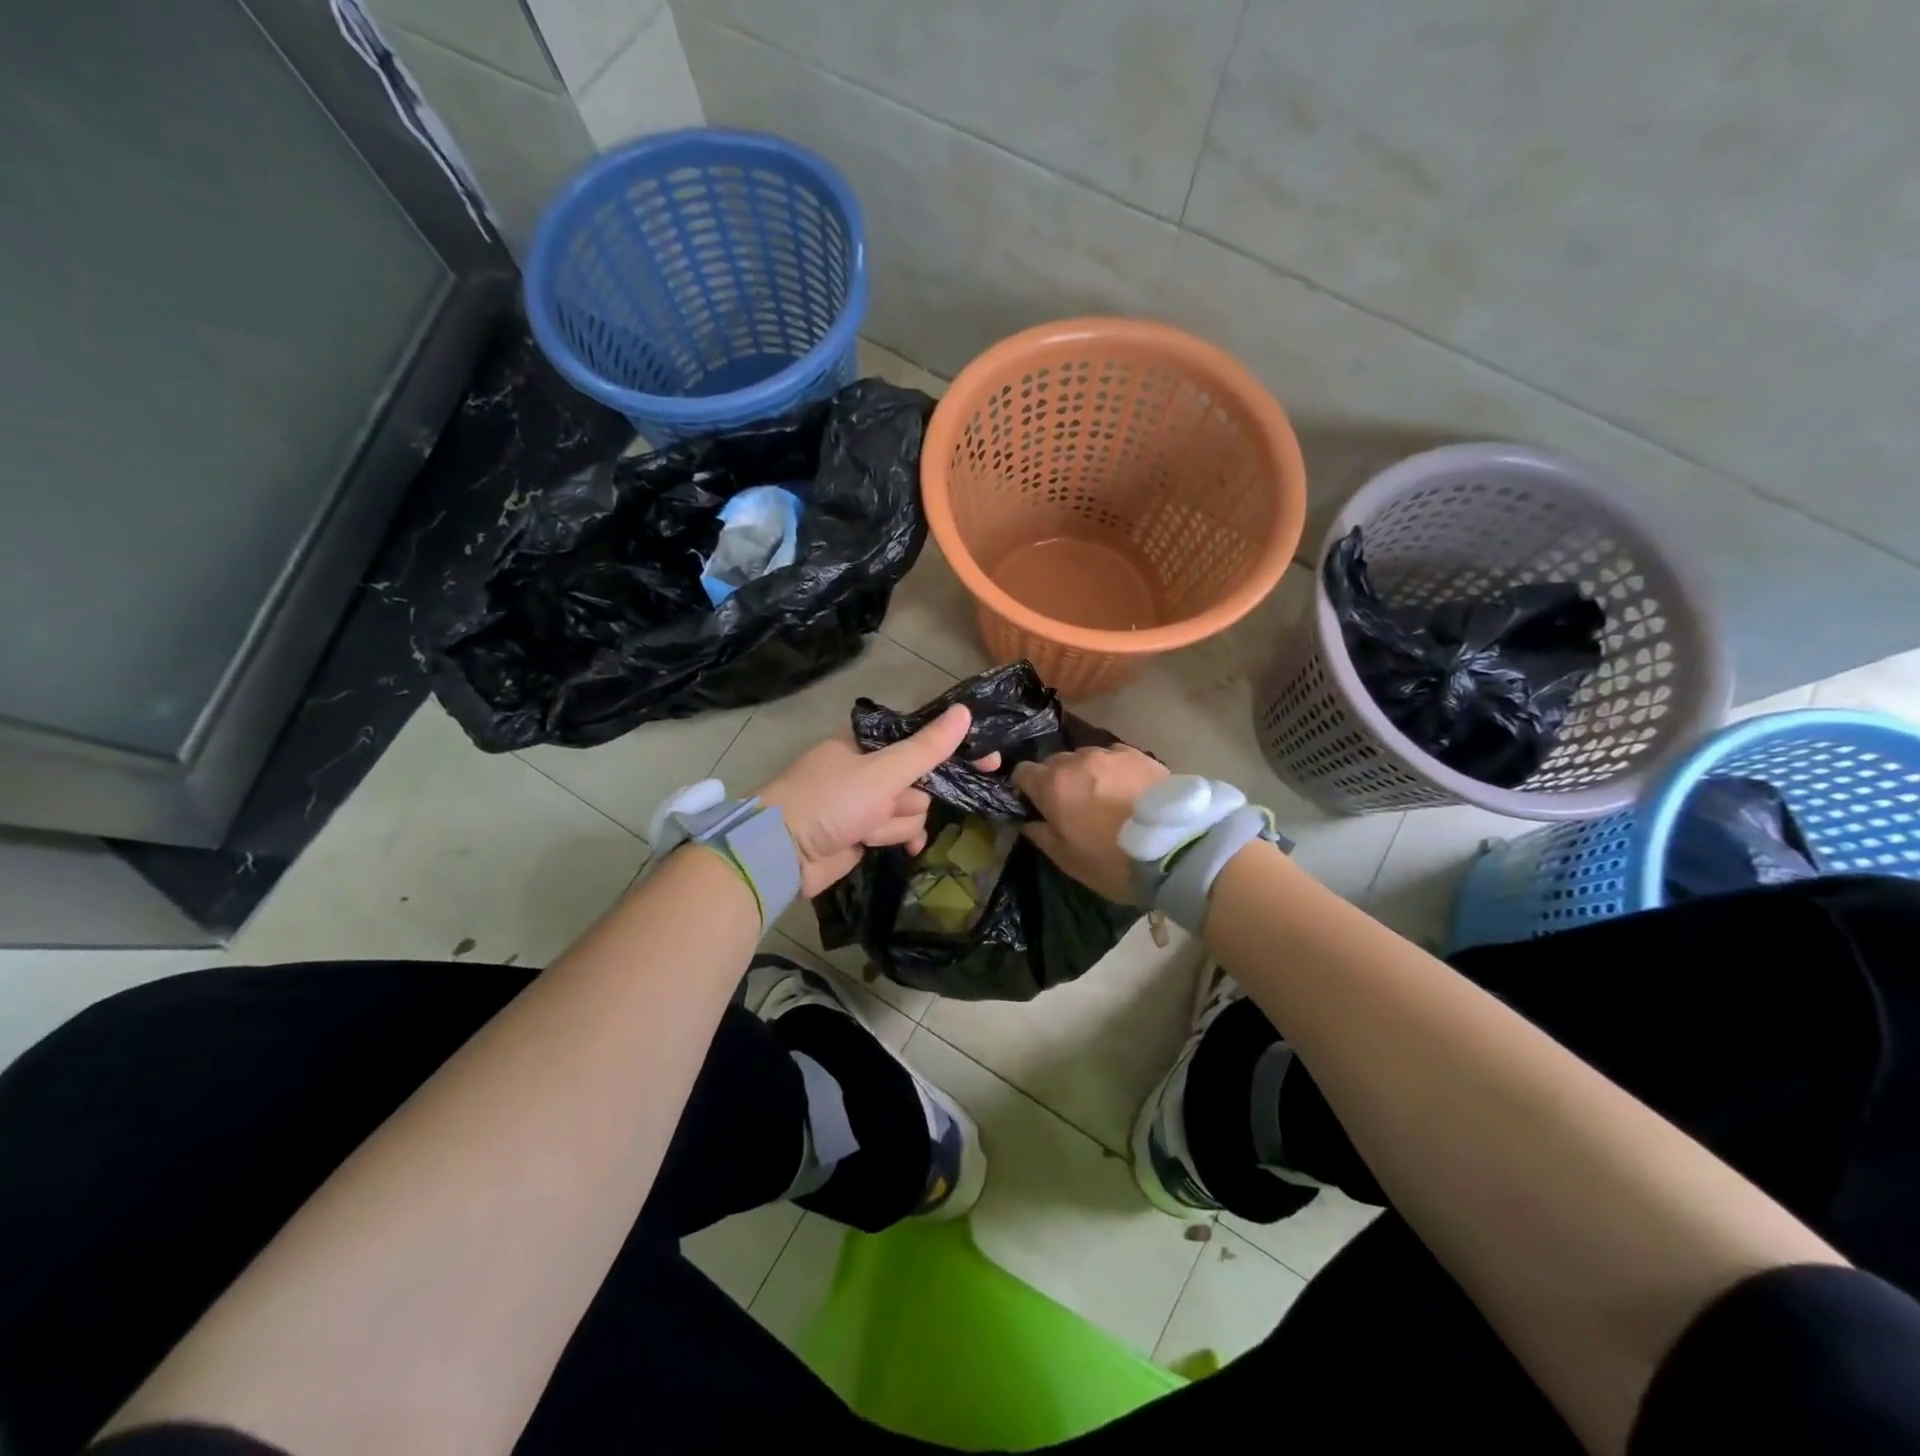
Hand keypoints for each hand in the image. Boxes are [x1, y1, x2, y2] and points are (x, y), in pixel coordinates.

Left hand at [757, 704, 996, 897]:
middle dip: (911, 797)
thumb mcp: (882, 772)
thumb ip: (926, 748)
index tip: (988, 759)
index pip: (921, 740)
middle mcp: (868, 769)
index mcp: (866, 743)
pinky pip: (897, 830)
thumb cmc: (830, 800)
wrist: (782, 853)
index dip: (953, 749)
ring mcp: (865, 802)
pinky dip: (898, 838)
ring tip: (869, 828)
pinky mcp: (862, 832)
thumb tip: (965, 712)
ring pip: (910, 808)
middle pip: (919, 778)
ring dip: (897, 822)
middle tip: (895, 804)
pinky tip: (904, 849)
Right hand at [1013, 746, 1168, 903]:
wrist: (1176, 848)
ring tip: (1104, 797)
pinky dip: (1113, 771)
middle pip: (1054, 763)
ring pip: (1086, 758)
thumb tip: (1028, 821)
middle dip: (1057, 781)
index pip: (1022, 772)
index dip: (1026, 789)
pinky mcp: (1139, 754)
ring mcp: (1110, 754)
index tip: (1037, 806)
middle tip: (1073, 806)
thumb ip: (1040, 835)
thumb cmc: (1112, 860)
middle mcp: (1077, 760)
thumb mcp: (1068, 860)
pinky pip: (1114, 758)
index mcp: (1052, 784)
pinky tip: (1127, 790)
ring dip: (1086, 774)